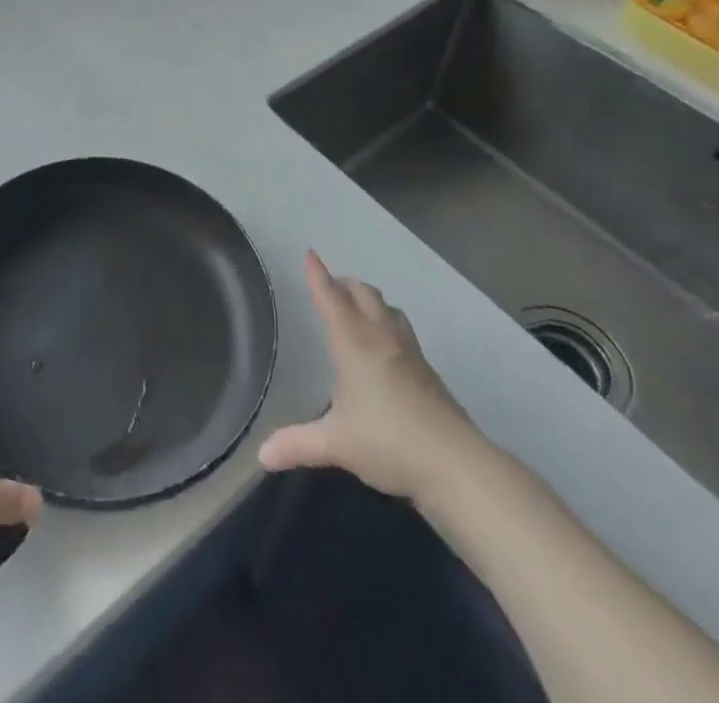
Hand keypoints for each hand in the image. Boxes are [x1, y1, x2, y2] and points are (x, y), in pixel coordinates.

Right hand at [258, 252, 482, 501]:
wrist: (456, 464)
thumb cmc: (388, 442)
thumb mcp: (336, 444)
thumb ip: (298, 444)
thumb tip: (262, 455)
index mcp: (354, 343)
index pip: (331, 299)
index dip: (318, 276)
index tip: (310, 254)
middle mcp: (381, 338)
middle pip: (363, 294)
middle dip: (344, 284)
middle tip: (329, 286)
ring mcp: (410, 353)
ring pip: (388, 309)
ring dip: (369, 301)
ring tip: (357, 309)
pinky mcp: (428, 372)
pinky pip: (402, 331)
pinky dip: (387, 325)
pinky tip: (385, 349)